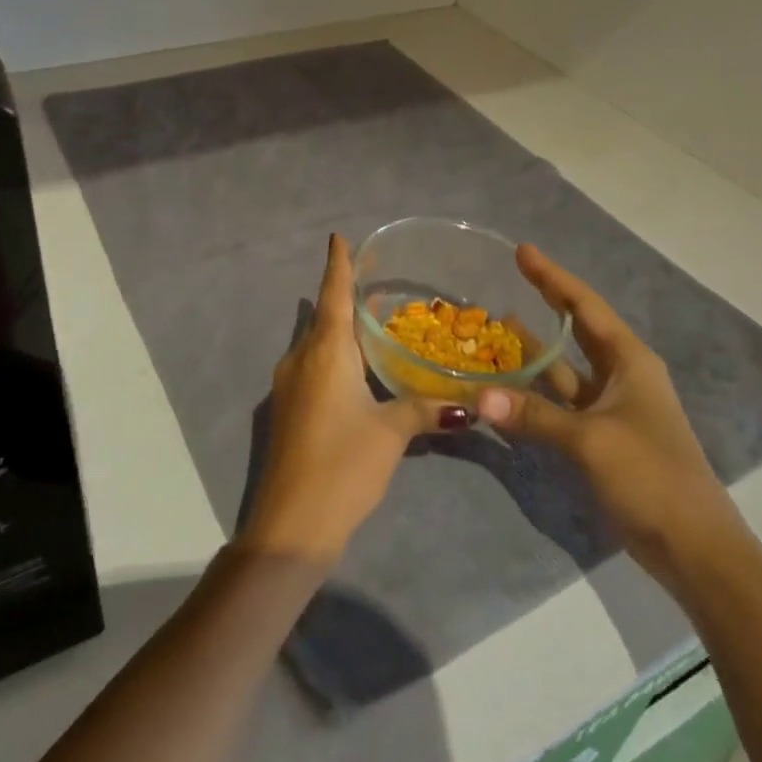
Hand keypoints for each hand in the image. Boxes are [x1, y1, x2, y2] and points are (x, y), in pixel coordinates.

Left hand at [239, 234, 464, 566]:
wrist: (290, 524)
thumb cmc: (342, 465)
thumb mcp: (390, 434)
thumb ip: (426, 410)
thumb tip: (471, 405)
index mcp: (325, 352)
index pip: (332, 295)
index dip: (338, 265)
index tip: (338, 237)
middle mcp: (302, 359)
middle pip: (326, 317)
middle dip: (348, 296)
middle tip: (381, 281)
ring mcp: (291, 385)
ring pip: (320, 343)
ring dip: (344, 329)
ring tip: (378, 320)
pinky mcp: (289, 408)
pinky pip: (315, 366)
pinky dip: (338, 355)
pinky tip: (360, 367)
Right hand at [477, 245, 746, 586]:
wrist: (694, 547)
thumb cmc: (652, 476)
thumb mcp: (591, 440)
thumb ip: (534, 415)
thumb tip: (479, 397)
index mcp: (630, 361)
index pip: (585, 306)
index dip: (553, 277)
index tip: (522, 251)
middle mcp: (622, 375)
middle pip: (576, 328)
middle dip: (545, 302)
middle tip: (509, 278)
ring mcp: (611, 408)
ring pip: (564, 368)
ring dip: (534, 350)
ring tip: (496, 327)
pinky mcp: (601, 438)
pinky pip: (560, 403)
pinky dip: (534, 393)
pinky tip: (506, 387)